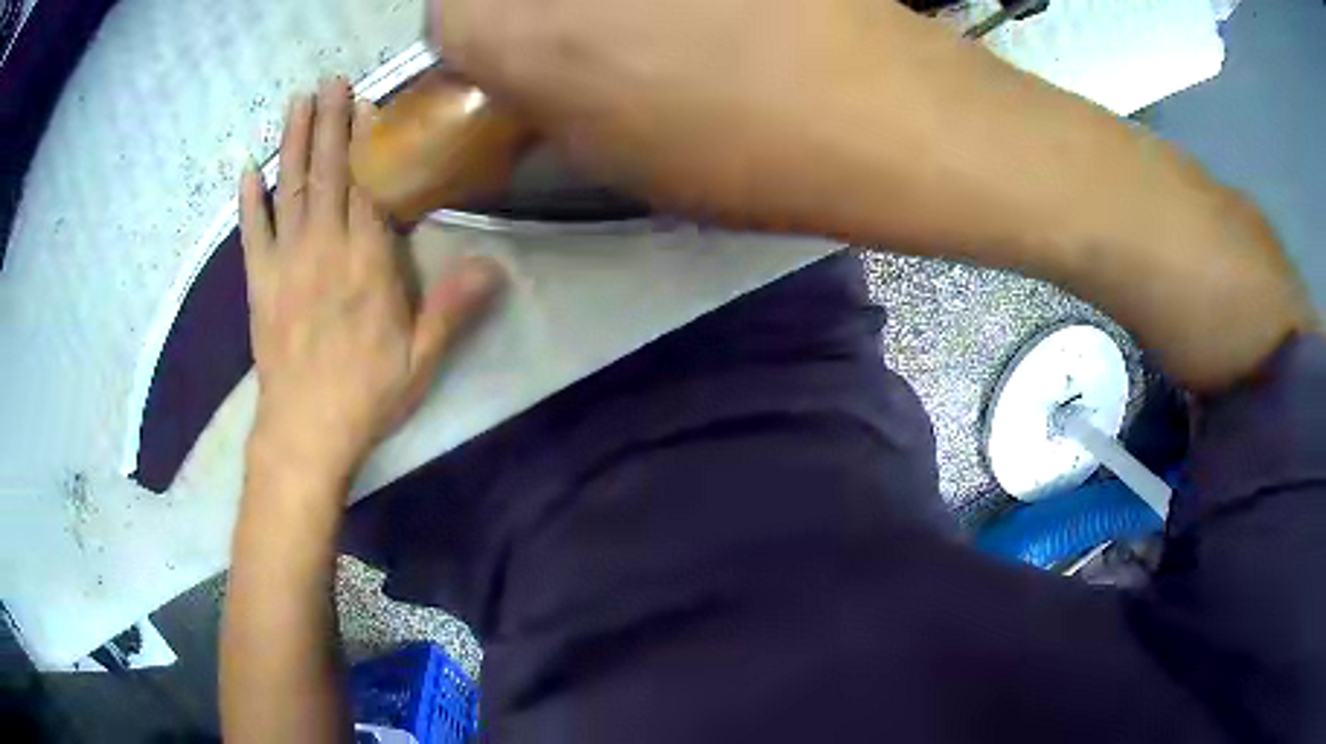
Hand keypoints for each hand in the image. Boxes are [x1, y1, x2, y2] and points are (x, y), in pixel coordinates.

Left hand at [239, 79, 505, 480]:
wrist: (304, 433)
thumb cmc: (365, 396)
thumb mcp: (421, 359)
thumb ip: (452, 307)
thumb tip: (495, 265)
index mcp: (366, 262)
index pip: (366, 186)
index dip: (365, 142)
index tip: (366, 104)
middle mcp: (323, 249)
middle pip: (326, 174)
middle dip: (329, 123)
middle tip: (331, 81)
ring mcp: (286, 263)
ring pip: (289, 190)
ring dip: (291, 143)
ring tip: (296, 102)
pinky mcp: (259, 284)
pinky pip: (252, 234)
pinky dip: (249, 201)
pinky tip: (247, 171)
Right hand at [431, 0, 952, 233]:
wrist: (881, 107)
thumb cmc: (740, 152)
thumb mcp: (612, 156)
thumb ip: (544, 105)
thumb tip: (530, 77)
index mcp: (514, 25)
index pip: (446, 19)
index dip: (477, 47)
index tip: (517, 70)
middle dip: (529, 14)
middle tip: (585, 45)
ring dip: (598, 5)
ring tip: (665, 28)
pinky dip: (668, 1)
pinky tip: (713, 14)